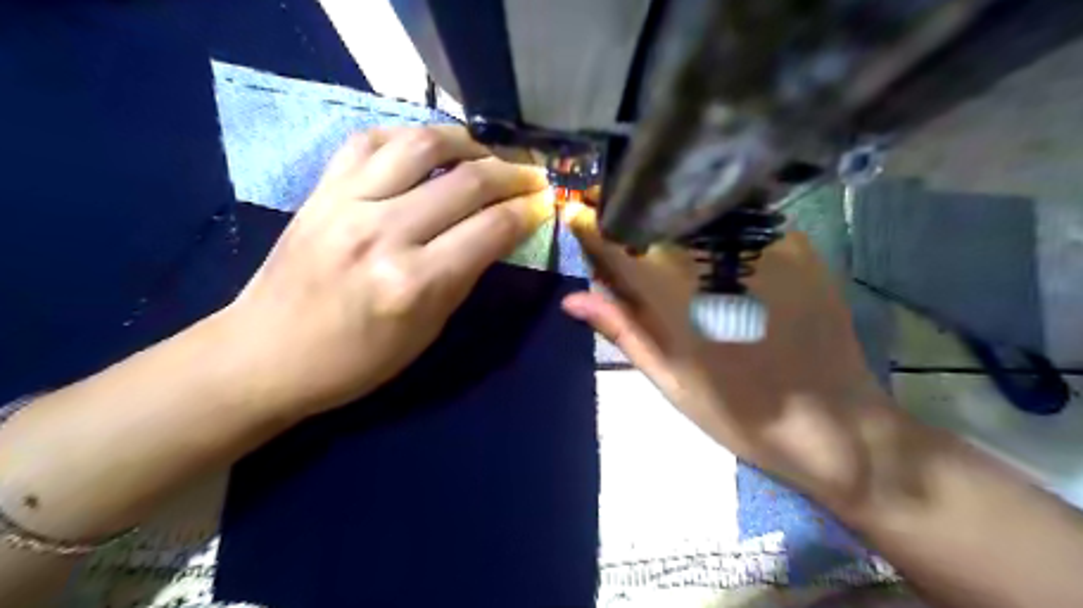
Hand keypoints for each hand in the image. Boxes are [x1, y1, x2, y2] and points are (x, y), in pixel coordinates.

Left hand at [213, 125, 551, 420]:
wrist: (266, 354)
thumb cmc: (356, 360)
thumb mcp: (427, 331)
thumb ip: (465, 275)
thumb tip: (499, 232)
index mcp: (415, 283)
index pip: (491, 228)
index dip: (528, 211)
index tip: (546, 203)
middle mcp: (384, 233)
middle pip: (466, 181)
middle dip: (513, 174)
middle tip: (533, 176)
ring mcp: (347, 203)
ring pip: (421, 144)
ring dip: (467, 142)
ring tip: (487, 153)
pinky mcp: (321, 190)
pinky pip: (371, 140)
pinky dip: (408, 135)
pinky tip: (428, 147)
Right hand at [562, 207, 883, 504]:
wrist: (836, 424)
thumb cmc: (741, 413)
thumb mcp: (671, 379)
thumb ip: (622, 329)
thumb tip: (573, 297)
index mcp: (679, 297)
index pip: (621, 243)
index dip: (593, 227)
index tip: (578, 218)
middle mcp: (717, 259)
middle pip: (657, 220)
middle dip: (631, 224)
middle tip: (622, 242)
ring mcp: (763, 245)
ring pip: (698, 216)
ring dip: (671, 226)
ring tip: (668, 251)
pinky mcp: (797, 244)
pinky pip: (740, 223)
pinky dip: (715, 233)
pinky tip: (717, 256)